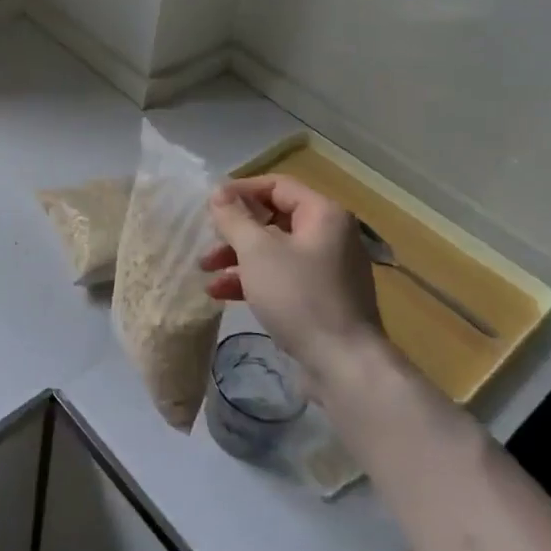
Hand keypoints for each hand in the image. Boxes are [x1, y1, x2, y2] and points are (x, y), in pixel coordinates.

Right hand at [199, 175, 383, 380]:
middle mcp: (330, 235)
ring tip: (206, 271)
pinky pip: (282, 277)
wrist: (344, 365)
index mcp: (323, 214)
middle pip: (273, 219)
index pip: (277, 185)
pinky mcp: (321, 298)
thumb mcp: (257, 252)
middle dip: (235, 231)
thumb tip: (219, 194)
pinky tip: (222, 293)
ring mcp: (327, 269)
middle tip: (207, 241)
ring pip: (274, 250)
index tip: (209, 205)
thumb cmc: (299, 296)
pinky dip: (253, 279)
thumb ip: (234, 218)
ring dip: (238, 258)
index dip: (240, 191)